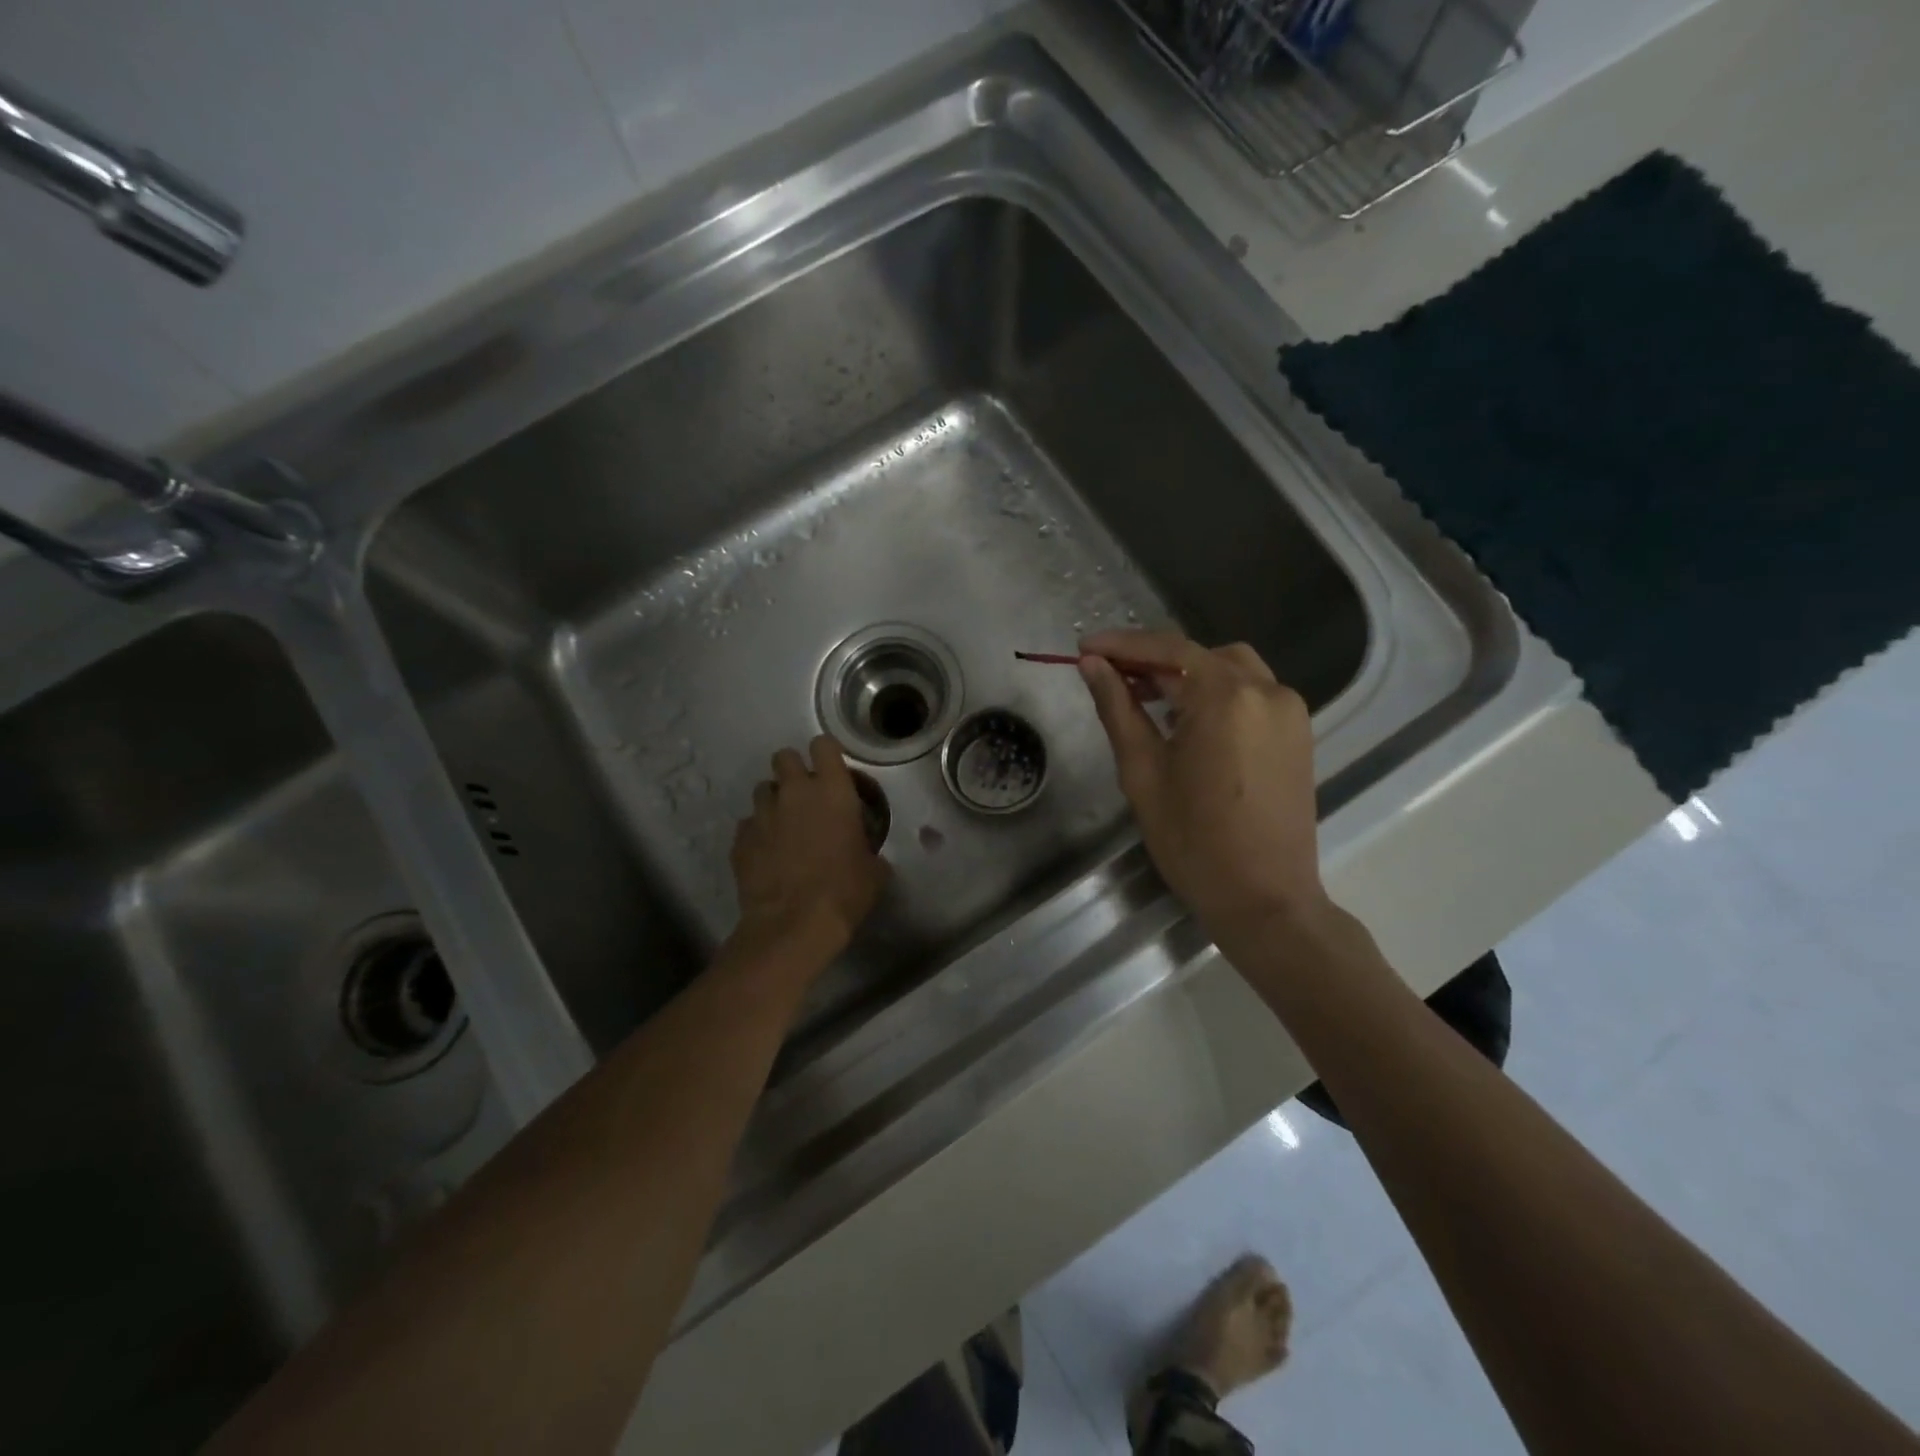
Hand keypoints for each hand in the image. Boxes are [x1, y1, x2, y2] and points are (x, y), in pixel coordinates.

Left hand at [730, 735, 887, 959]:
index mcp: (832, 791)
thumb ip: (868, 849)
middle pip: (784, 756)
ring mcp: (763, 814)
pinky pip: (748, 824)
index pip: (823, 745)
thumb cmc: (844, 892)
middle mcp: (794, 792)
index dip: (826, 754)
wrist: (793, 925)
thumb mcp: (874, 870)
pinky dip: (757, 833)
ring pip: (762, 789)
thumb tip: (868, 855)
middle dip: (793, 770)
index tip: (831, 770)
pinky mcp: (741, 839)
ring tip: (783, 825)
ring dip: (773, 801)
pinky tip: (766, 854)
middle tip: (804, 795)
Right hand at [1077, 630, 1330, 949]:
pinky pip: (1251, 694)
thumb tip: (1092, 665)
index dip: (1122, 645)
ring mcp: (1290, 712)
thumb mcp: (1143, 771)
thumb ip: (1118, 708)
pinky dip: (1216, 693)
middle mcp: (1267, 691)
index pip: (1168, 649)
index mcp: (1227, 697)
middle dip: (1154, 659)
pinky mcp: (1298, 734)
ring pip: (1230, 669)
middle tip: (1112, 678)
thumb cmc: (1193, 840)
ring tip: (1147, 699)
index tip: (1083, 647)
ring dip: (1187, 674)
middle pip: (1201, 654)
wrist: (1264, 899)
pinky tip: (1187, 721)